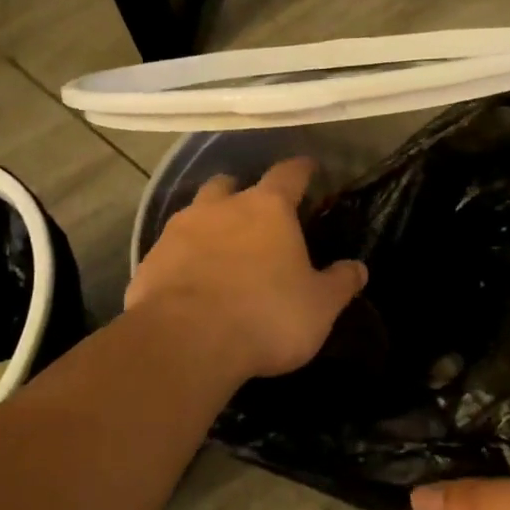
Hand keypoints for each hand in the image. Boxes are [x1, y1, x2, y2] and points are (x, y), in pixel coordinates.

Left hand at [125, 156, 367, 380]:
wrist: (185, 341)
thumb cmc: (265, 316)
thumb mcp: (318, 307)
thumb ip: (340, 284)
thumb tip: (359, 268)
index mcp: (267, 209)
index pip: (288, 174)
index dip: (301, 169)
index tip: (308, 167)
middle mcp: (221, 207)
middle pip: (230, 184)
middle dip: (242, 192)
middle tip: (254, 212)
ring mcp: (180, 231)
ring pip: (195, 211)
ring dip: (209, 222)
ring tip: (219, 247)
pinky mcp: (150, 260)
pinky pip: (170, 249)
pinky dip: (183, 257)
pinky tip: (190, 280)